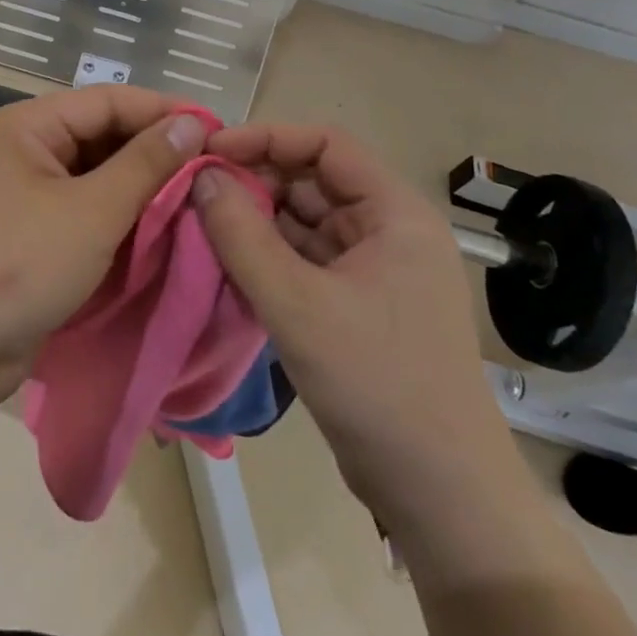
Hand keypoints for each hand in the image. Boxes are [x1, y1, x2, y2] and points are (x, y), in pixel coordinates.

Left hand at [0, 86, 207, 412]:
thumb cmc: (16, 264)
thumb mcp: (91, 211)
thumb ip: (145, 164)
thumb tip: (191, 122)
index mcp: (29, 125)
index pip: (109, 101)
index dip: (164, 112)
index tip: (220, 132)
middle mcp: (26, 150)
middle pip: (103, 137)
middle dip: (156, 153)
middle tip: (216, 173)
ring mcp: (27, 195)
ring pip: (98, 178)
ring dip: (143, 190)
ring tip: (201, 201)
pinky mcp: (33, 235)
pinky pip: (87, 213)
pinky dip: (122, 221)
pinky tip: (165, 232)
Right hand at [193, 124, 518, 525]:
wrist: (440, 497)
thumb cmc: (377, 384)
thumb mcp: (297, 305)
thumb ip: (241, 235)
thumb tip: (201, 174)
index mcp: (395, 213)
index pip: (325, 145)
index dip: (266, 138)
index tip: (211, 152)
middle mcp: (388, 230)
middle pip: (311, 181)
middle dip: (254, 183)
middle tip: (195, 195)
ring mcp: (373, 269)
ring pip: (303, 222)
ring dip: (255, 222)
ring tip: (200, 226)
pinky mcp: (356, 304)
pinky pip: (304, 260)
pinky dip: (267, 258)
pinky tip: (226, 264)